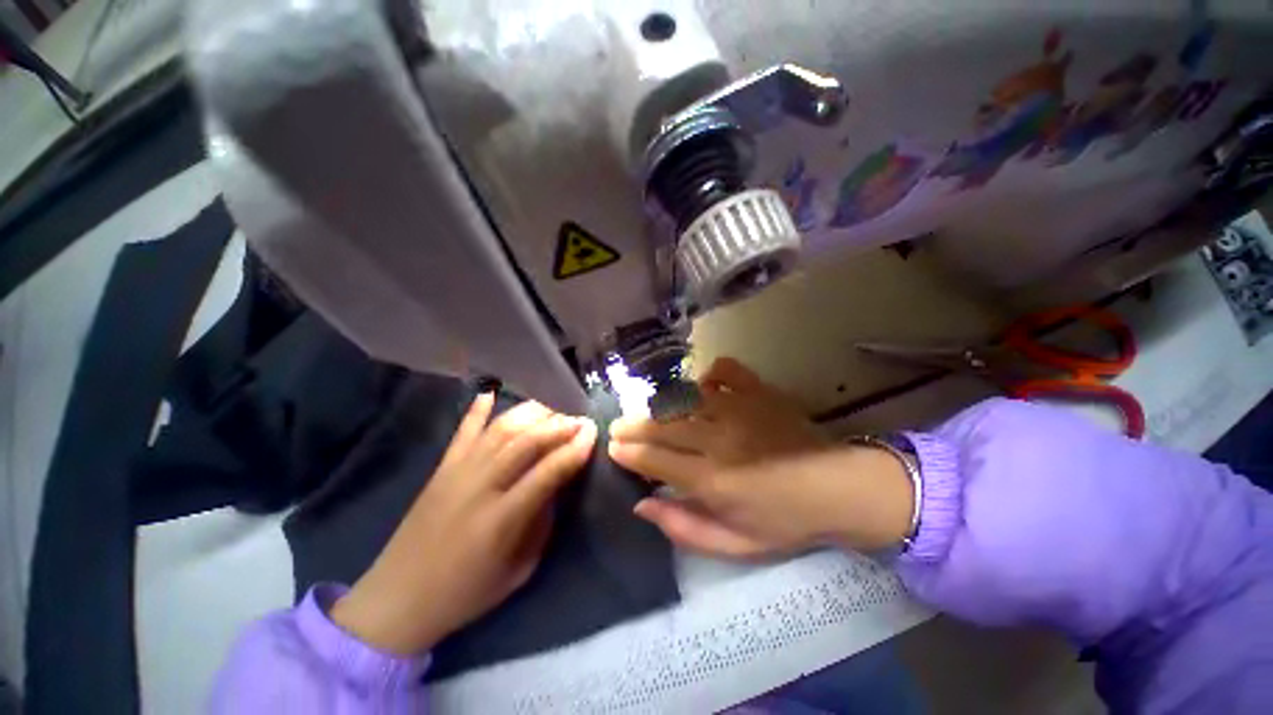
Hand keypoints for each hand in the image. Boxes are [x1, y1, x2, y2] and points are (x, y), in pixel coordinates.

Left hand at [331, 394, 597, 653]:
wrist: (399, 598)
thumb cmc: (467, 591)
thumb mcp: (520, 568)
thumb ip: (542, 520)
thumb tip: (557, 482)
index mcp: (501, 520)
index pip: (547, 472)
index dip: (574, 448)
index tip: (592, 431)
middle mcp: (479, 488)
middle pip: (526, 442)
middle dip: (559, 425)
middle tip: (580, 419)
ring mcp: (457, 473)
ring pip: (500, 429)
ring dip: (531, 413)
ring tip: (554, 409)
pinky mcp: (441, 468)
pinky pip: (463, 431)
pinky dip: (478, 409)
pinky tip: (491, 392)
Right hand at [609, 358, 913, 558]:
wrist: (840, 489)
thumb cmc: (786, 522)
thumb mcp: (735, 544)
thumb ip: (684, 527)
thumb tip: (643, 504)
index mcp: (712, 479)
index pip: (655, 459)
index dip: (629, 452)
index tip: (613, 447)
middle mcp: (719, 438)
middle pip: (662, 426)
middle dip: (633, 426)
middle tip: (619, 426)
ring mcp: (740, 409)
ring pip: (685, 398)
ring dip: (662, 404)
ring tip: (651, 411)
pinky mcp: (759, 391)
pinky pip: (726, 370)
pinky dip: (710, 373)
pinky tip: (705, 385)